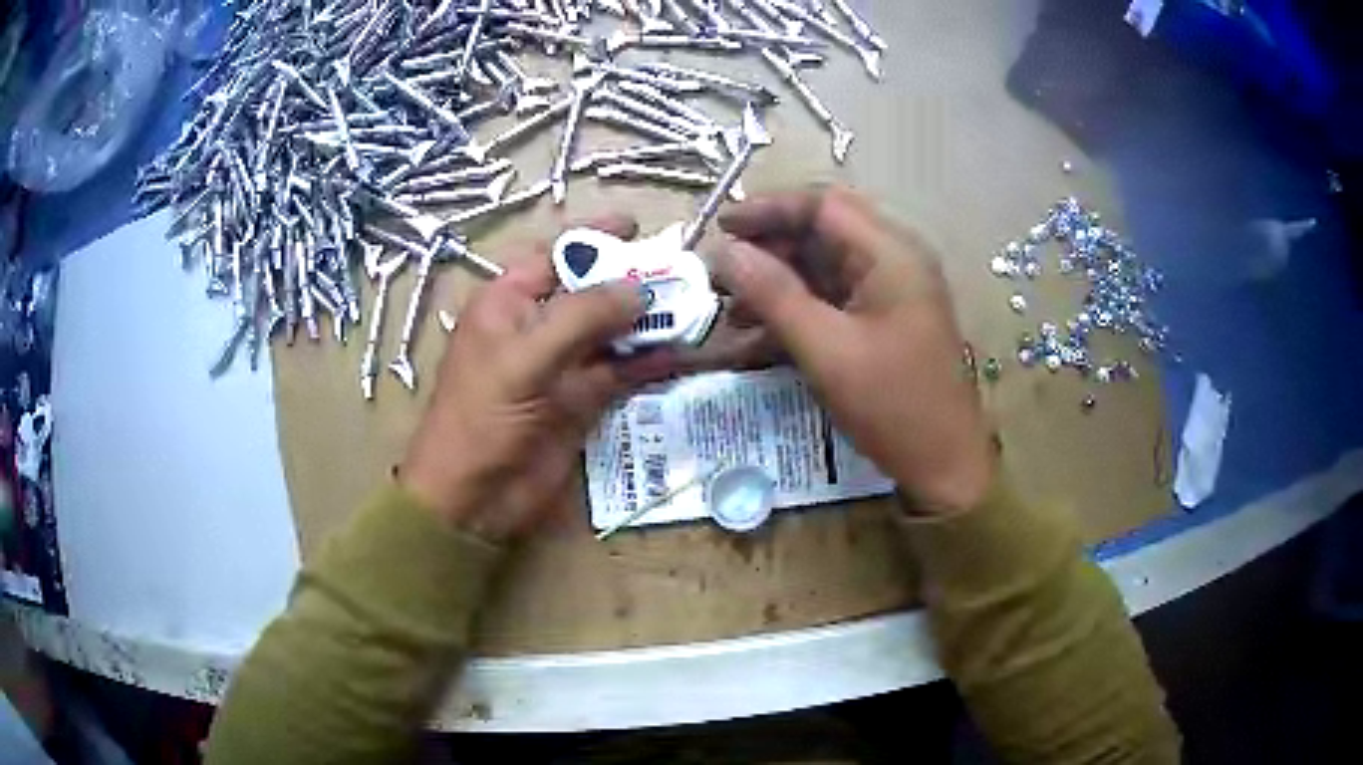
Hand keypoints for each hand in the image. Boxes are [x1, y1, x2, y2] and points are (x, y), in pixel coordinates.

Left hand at [398, 215, 669, 541]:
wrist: (473, 497)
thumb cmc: (482, 417)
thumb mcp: (525, 357)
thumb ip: (582, 317)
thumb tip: (639, 287)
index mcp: (508, 301)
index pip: (555, 254)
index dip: (594, 236)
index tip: (638, 225)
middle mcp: (536, 325)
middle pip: (590, 290)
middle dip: (632, 280)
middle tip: (683, 270)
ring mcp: (561, 364)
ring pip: (611, 331)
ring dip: (648, 321)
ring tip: (695, 307)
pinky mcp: (581, 400)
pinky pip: (620, 371)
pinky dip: (649, 362)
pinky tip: (683, 353)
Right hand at [710, 185, 995, 512]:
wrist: (945, 465)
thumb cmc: (893, 406)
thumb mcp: (827, 350)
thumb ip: (774, 295)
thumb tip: (724, 252)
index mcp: (892, 254)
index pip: (823, 205)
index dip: (768, 209)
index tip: (720, 229)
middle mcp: (896, 259)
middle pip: (824, 230)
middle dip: (770, 245)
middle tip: (723, 270)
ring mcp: (892, 290)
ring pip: (825, 263)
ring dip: (779, 278)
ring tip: (732, 307)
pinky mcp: (885, 318)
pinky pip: (835, 296)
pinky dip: (798, 306)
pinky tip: (762, 332)